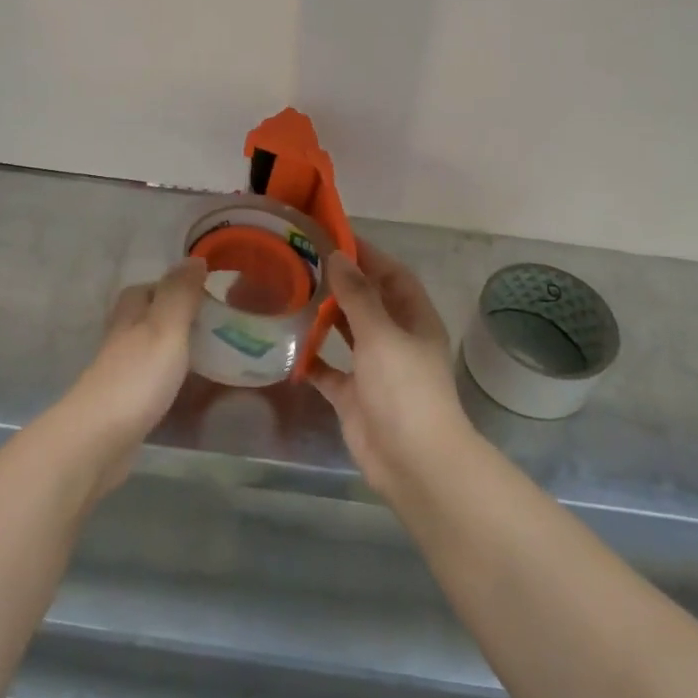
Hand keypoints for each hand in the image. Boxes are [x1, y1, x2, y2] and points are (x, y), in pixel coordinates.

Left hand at [52, 258, 205, 496]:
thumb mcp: (165, 327)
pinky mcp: (123, 408)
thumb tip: (194, 259)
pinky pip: (149, 384)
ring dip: (170, 350)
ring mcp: (119, 376)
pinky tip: (185, 391)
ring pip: (146, 352)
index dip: (169, 286)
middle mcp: (120, 341)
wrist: (97, 441)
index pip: (144, 289)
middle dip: (172, 318)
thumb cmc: (136, 378)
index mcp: (130, 317)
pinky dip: (167, 381)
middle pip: (144, 320)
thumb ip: (180, 295)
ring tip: (206, 356)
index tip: (202, 292)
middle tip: (211, 325)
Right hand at [312, 241, 472, 500]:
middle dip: (339, 283)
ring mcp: (374, 368)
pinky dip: (310, 359)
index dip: (366, 254)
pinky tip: (284, 344)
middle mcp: (395, 339)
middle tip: (299, 262)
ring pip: (346, 333)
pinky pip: (328, 370)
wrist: (413, 462)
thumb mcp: (381, 334)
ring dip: (323, 316)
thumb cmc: (404, 389)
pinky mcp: (354, 396)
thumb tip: (337, 255)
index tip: (331, 236)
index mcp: (413, 318)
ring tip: (289, 293)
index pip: (390, 274)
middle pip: (366, 301)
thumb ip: (358, 295)